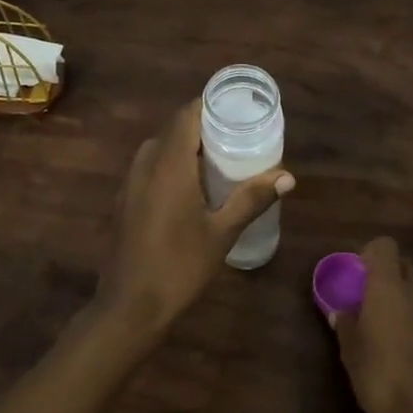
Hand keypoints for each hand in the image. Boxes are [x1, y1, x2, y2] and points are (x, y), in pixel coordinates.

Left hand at [97, 99, 293, 333]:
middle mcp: (145, 165)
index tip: (236, 109)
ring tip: (218, 160)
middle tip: (236, 137)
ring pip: (160, 150)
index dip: (209, 106)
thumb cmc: (180, 265)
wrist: (130, 306)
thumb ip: (252, 198)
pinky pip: (150, 169)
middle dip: (203, 128)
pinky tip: (192, 189)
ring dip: (186, 148)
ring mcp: (130, 183)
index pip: (186, 115)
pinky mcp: (125, 202)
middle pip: (174, 130)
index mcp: (169, 164)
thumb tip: (288, 176)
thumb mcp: (222, 232)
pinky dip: (171, 167)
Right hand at [330, 238, 412, 412]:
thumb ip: (345, 324)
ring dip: (401, 297)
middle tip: (366, 298)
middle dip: (385, 274)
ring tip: (383, 325)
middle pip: (403, 265)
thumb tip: (340, 310)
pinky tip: (403, 344)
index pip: (384, 246)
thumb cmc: (382, 378)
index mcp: (389, 287)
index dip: (369, 254)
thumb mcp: (351, 353)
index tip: (356, 273)